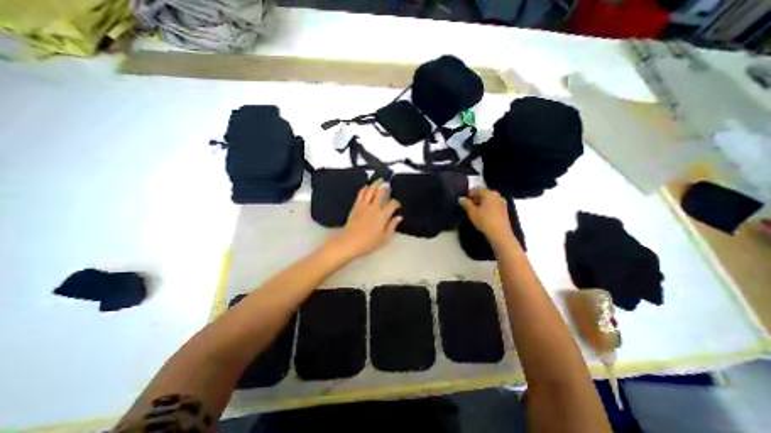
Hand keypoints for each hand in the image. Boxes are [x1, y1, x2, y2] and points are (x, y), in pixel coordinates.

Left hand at [323, 182, 403, 260]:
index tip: (397, 205)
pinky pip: (360, 194)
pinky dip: (364, 189)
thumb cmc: (368, 242)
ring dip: (375, 184)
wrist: (350, 242)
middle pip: (381, 193)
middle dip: (386, 188)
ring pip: (370, 190)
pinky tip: (366, 187)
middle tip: (388, 185)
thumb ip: (392, 226)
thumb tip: (399, 218)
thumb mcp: (384, 237)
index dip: (396, 203)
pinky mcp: (356, 206)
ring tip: (379, 180)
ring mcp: (364, 205)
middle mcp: (374, 207)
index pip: (392, 204)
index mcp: (383, 215)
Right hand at [457, 188, 509, 244]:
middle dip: (475, 198)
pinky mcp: (504, 209)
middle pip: (483, 193)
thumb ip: (466, 203)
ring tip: (475, 211)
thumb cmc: (485, 221)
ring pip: (489, 199)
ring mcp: (502, 202)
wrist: (500, 234)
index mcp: (489, 193)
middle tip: (468, 206)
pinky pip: (493, 204)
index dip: (468, 194)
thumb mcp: (472, 212)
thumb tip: (460, 198)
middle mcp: (497, 195)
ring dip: (481, 203)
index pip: (476, 189)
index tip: (463, 201)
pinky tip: (483, 215)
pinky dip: (487, 207)